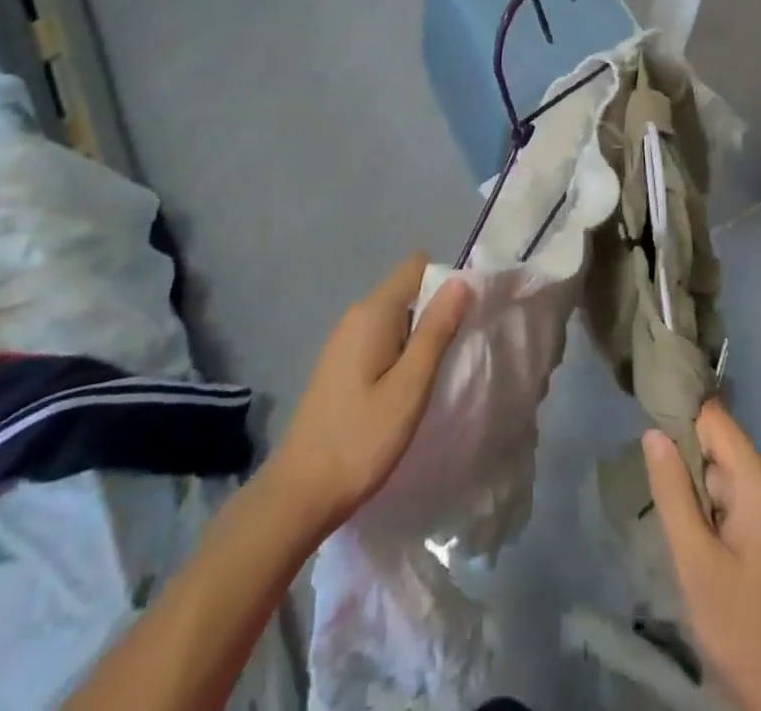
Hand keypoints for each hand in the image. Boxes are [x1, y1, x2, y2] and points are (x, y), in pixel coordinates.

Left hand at [272, 254, 469, 533]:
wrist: (299, 494)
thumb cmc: (361, 439)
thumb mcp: (410, 387)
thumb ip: (436, 330)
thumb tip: (460, 281)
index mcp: (374, 311)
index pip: (417, 265)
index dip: (445, 282)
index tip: (461, 320)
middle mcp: (356, 314)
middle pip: (407, 289)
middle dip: (434, 312)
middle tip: (451, 356)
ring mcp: (344, 339)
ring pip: (395, 316)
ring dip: (417, 337)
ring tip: (429, 379)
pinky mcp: (339, 363)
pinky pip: (380, 338)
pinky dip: (398, 353)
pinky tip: (402, 392)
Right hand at [644, 402, 760, 710]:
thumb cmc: (748, 631)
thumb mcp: (697, 563)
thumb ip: (673, 493)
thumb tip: (653, 432)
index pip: (713, 417)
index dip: (677, 416)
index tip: (642, 427)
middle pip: (719, 448)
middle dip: (686, 466)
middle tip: (655, 497)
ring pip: (726, 478)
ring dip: (698, 495)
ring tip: (676, 528)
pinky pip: (740, 502)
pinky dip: (715, 514)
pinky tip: (701, 547)